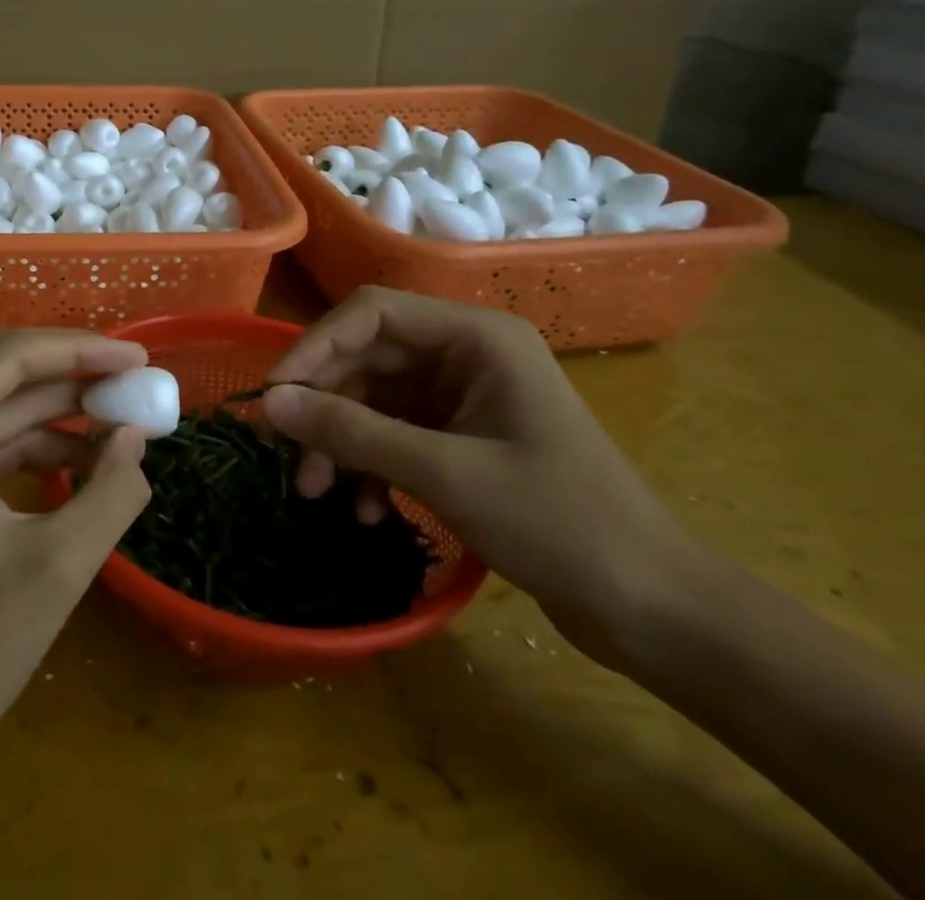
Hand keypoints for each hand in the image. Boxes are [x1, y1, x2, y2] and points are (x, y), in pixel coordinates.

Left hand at [0, 329, 154, 765]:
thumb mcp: (55, 566)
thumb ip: (109, 492)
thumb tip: (136, 437)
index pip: (10, 359)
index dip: (80, 349)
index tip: (138, 357)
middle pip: (4, 378)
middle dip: (74, 377)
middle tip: (138, 382)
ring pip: (2, 414)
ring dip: (63, 415)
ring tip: (126, 422)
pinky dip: (42, 452)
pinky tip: (90, 463)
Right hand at [262, 288, 695, 661]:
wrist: (654, 610)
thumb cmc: (560, 525)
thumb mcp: (444, 474)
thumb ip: (352, 432)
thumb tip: (269, 405)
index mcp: (477, 337)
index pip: (371, 314)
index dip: (315, 348)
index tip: (274, 397)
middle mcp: (466, 353)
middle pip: (367, 357)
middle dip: (325, 406)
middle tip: (287, 456)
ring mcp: (464, 395)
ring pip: (374, 398)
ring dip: (342, 441)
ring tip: (315, 492)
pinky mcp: (462, 435)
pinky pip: (395, 432)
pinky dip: (370, 463)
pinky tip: (362, 508)